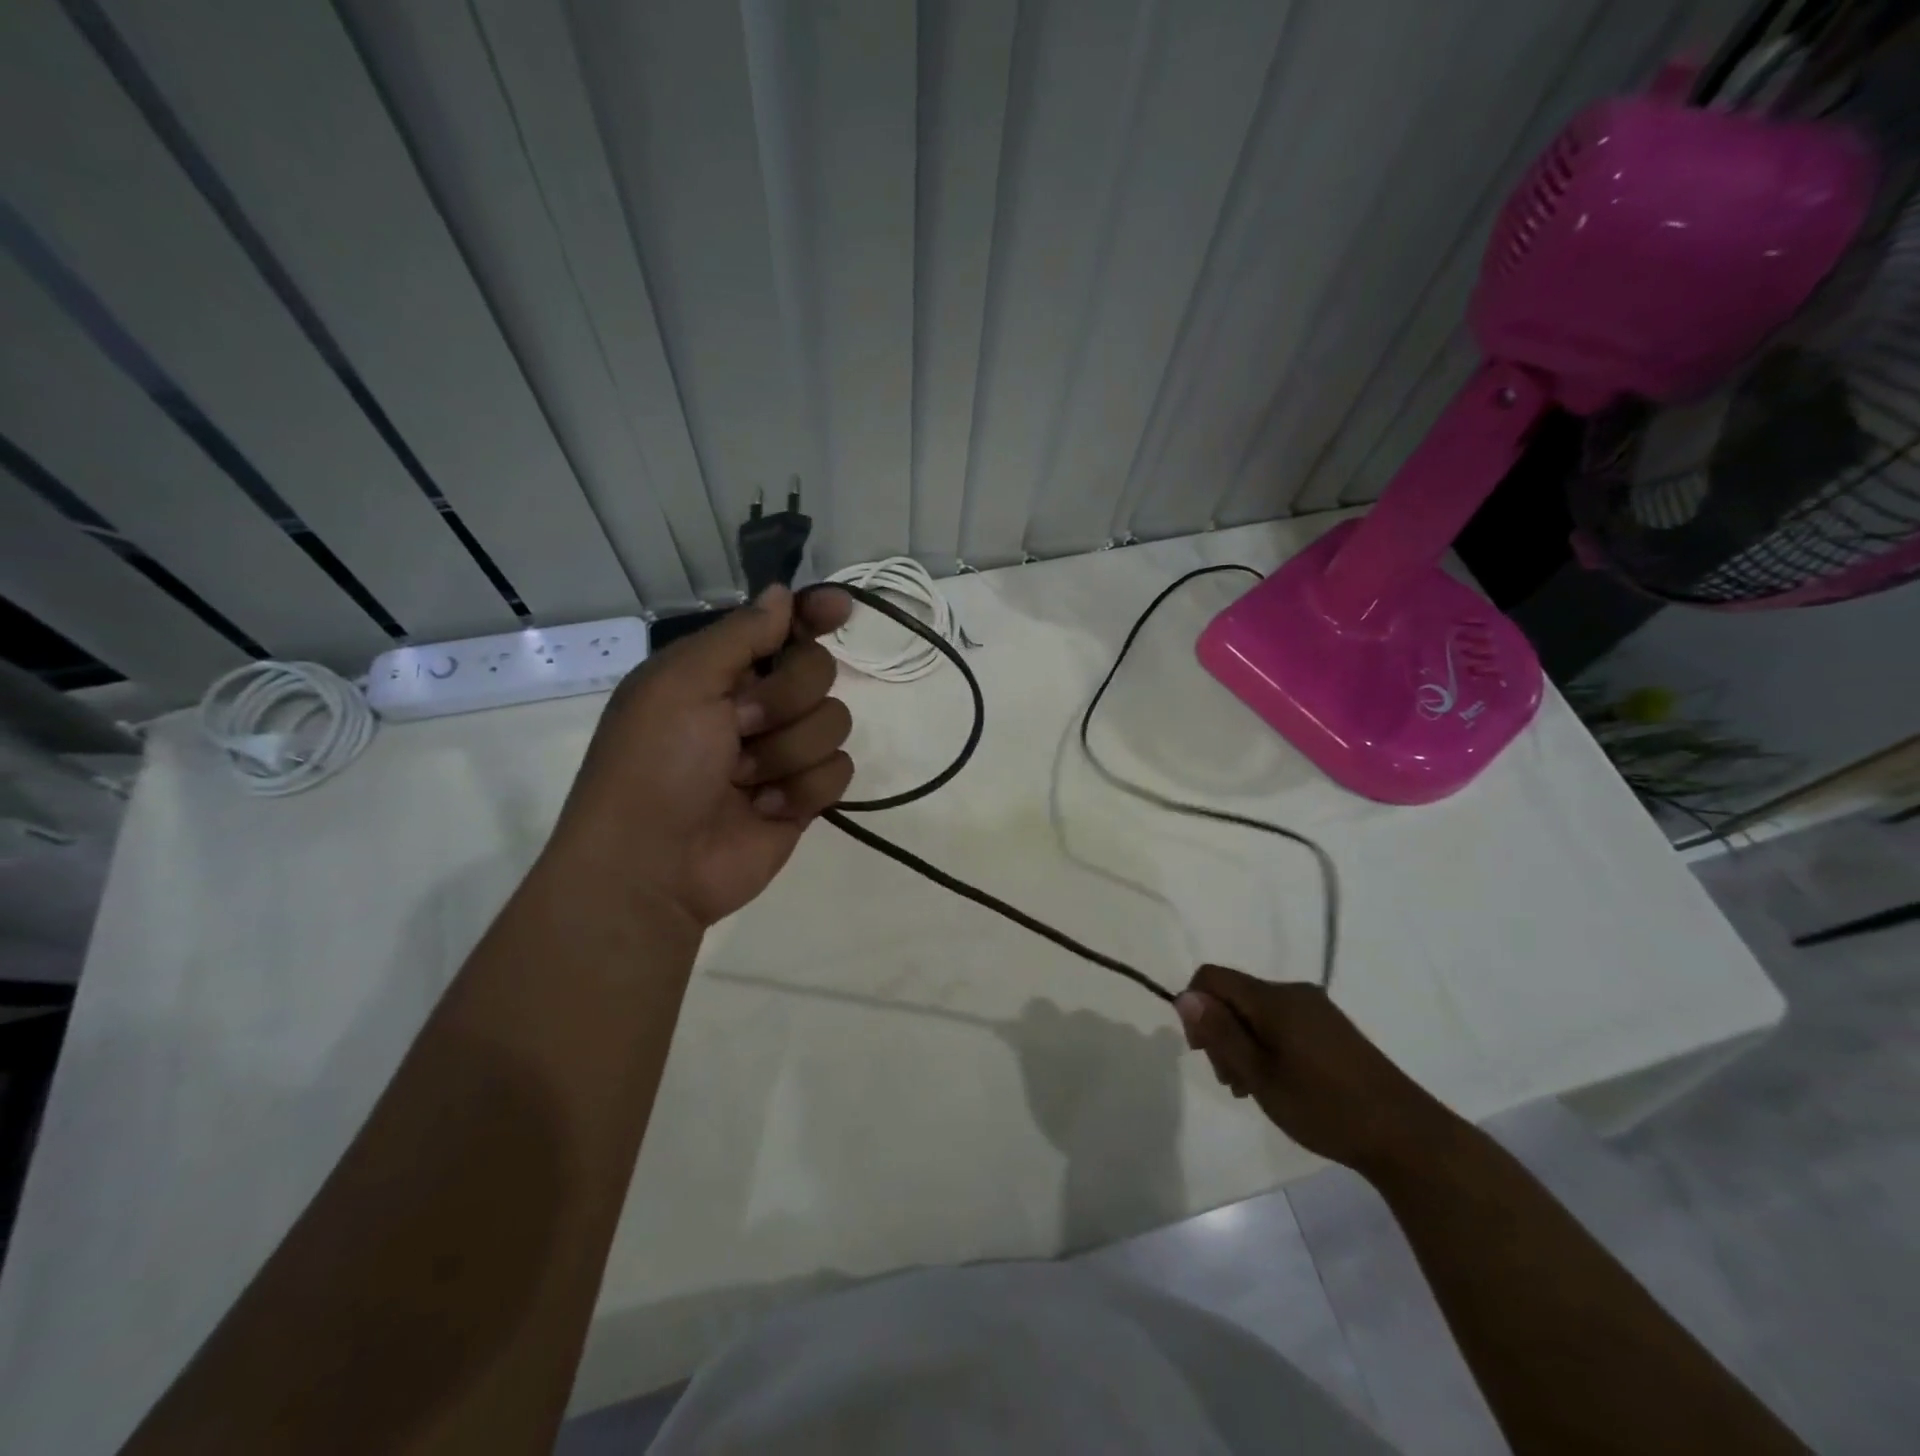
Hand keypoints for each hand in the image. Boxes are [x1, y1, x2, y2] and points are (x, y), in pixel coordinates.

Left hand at [548, 585, 854, 930]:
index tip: (840, 609)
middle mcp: (756, 705)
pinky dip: (802, 790)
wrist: (653, 866)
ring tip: (743, 780)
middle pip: (819, 671)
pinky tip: (764, 809)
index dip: (813, 614)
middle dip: (785, 698)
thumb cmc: (655, 763)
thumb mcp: (682, 683)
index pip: (782, 627)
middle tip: (741, 725)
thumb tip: (783, 593)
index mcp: (720, 671)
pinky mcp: (804, 796)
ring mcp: (782, 752)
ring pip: (834, 722)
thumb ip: (741, 634)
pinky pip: (840, 771)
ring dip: (787, 752)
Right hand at [1174, 965, 1450, 1175]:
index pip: (1212, 977)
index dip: (1195, 1007)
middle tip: (1231, 1080)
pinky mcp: (1330, 1028)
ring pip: (1256, 1012)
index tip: (1203, 1051)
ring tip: (1252, 1088)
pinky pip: (1281, 1023)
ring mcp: (1315, 1009)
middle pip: (1234, 995)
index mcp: (1274, 999)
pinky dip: (1266, 1045)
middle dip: (1220, 1031)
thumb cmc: (1324, 1107)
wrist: (1405, 1136)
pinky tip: (1277, 1082)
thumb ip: (1221, 1033)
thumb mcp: (1261, 1075)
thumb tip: (1184, 996)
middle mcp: (1293, 993)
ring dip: (1242, 1043)